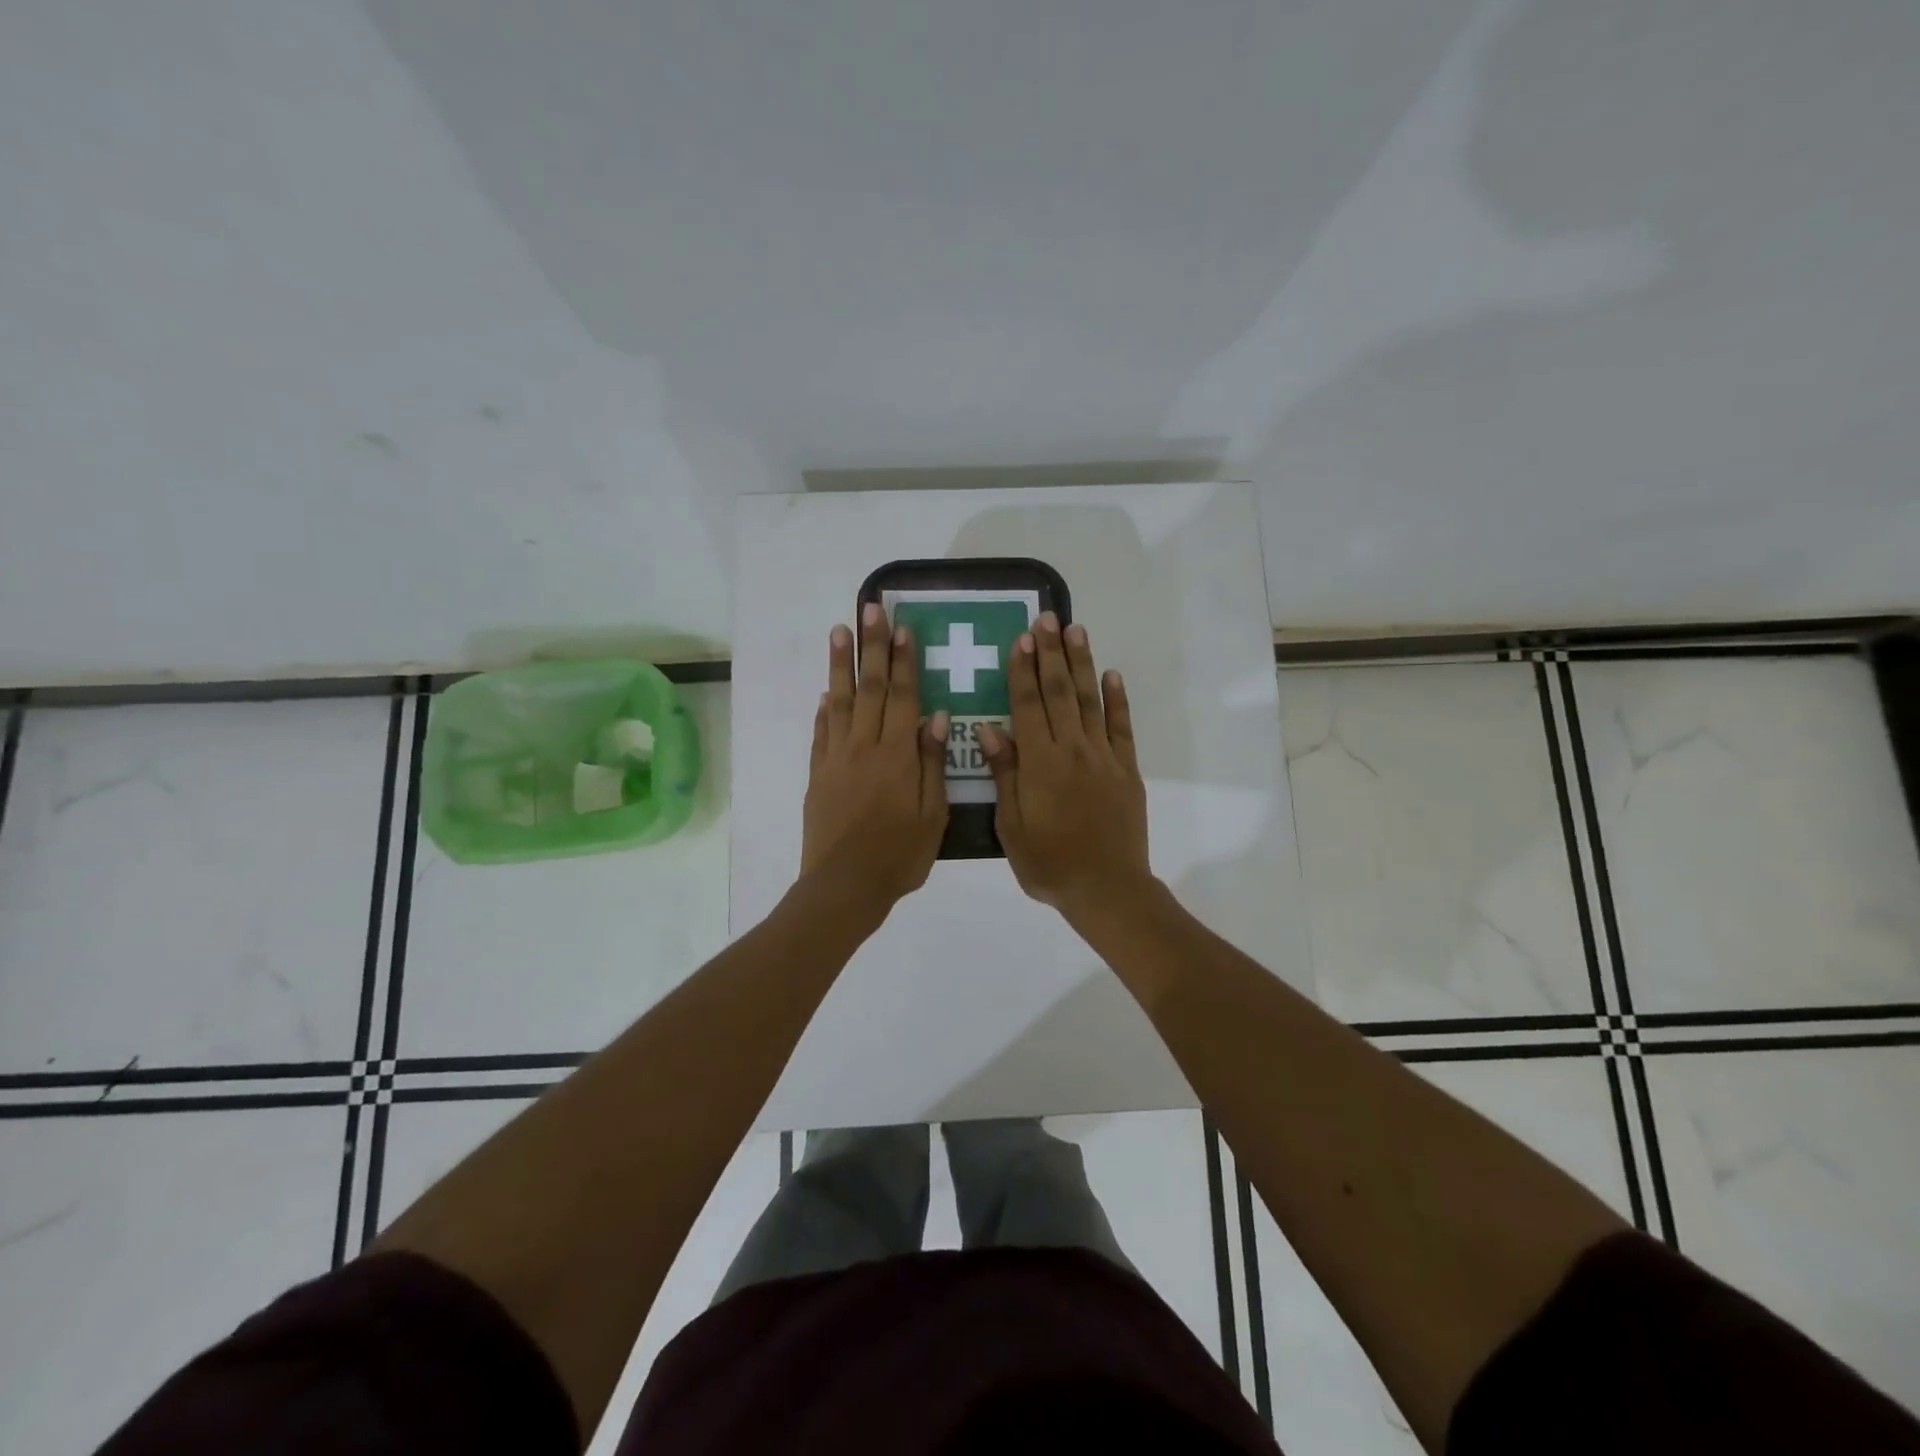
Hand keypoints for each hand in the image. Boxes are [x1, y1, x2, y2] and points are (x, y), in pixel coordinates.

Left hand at [800, 603, 950, 912]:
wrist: (845, 885)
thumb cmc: (899, 855)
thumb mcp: (932, 814)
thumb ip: (932, 763)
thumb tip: (938, 717)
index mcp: (896, 755)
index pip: (902, 696)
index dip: (903, 661)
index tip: (902, 629)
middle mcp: (864, 746)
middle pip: (869, 688)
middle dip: (872, 646)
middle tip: (869, 609)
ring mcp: (836, 758)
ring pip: (839, 702)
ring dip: (841, 665)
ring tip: (839, 631)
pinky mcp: (819, 774)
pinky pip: (821, 732)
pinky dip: (824, 709)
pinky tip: (826, 692)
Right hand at [977, 613, 1153, 918]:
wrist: (1106, 888)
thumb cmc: (1049, 863)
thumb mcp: (1012, 826)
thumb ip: (1005, 774)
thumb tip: (991, 729)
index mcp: (1039, 763)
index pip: (1027, 705)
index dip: (1023, 670)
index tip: (1021, 638)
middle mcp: (1072, 750)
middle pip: (1060, 693)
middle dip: (1052, 654)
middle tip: (1049, 619)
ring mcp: (1103, 758)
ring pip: (1090, 701)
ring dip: (1082, 664)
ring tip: (1077, 631)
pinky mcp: (1126, 770)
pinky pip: (1121, 728)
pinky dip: (1117, 700)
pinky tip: (1112, 675)